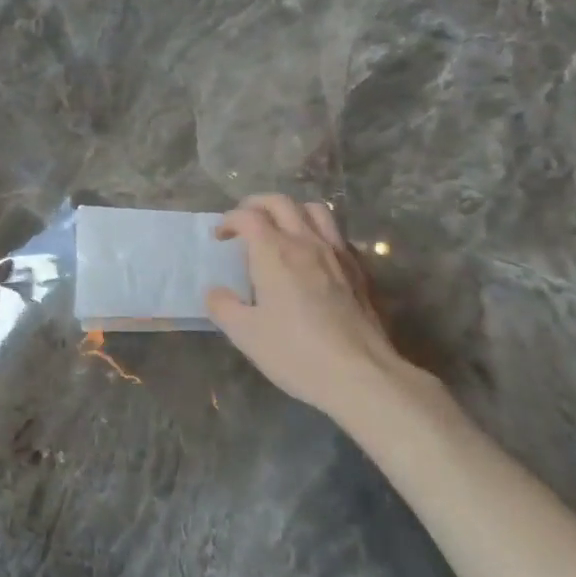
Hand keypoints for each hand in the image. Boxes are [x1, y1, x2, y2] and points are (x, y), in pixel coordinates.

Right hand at [206, 195, 432, 421]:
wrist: (360, 374)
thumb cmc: (295, 352)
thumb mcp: (244, 334)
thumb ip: (222, 306)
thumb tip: (215, 292)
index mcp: (274, 252)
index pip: (248, 216)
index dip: (229, 220)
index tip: (220, 237)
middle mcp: (306, 243)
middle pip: (281, 202)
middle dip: (256, 205)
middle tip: (244, 222)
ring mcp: (338, 254)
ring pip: (315, 210)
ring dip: (292, 211)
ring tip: (280, 229)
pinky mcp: (359, 271)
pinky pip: (337, 234)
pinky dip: (318, 232)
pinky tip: (313, 256)